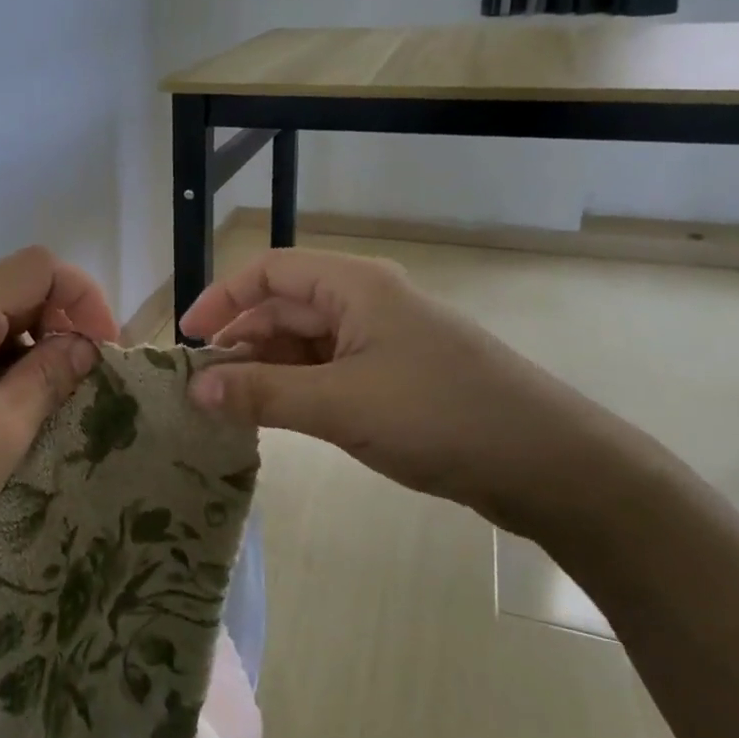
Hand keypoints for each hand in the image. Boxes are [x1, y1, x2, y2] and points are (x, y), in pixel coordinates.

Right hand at [180, 249, 670, 541]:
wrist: (551, 466)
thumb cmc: (440, 417)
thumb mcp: (340, 405)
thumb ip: (262, 394)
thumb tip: (194, 390)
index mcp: (355, 287)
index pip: (270, 271)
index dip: (222, 297)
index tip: (186, 338)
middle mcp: (366, 303)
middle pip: (285, 306)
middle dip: (240, 340)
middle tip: (201, 384)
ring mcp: (384, 341)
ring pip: (306, 342)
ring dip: (266, 368)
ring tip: (230, 406)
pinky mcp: (395, 378)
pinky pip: (329, 371)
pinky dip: (296, 388)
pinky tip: (275, 416)